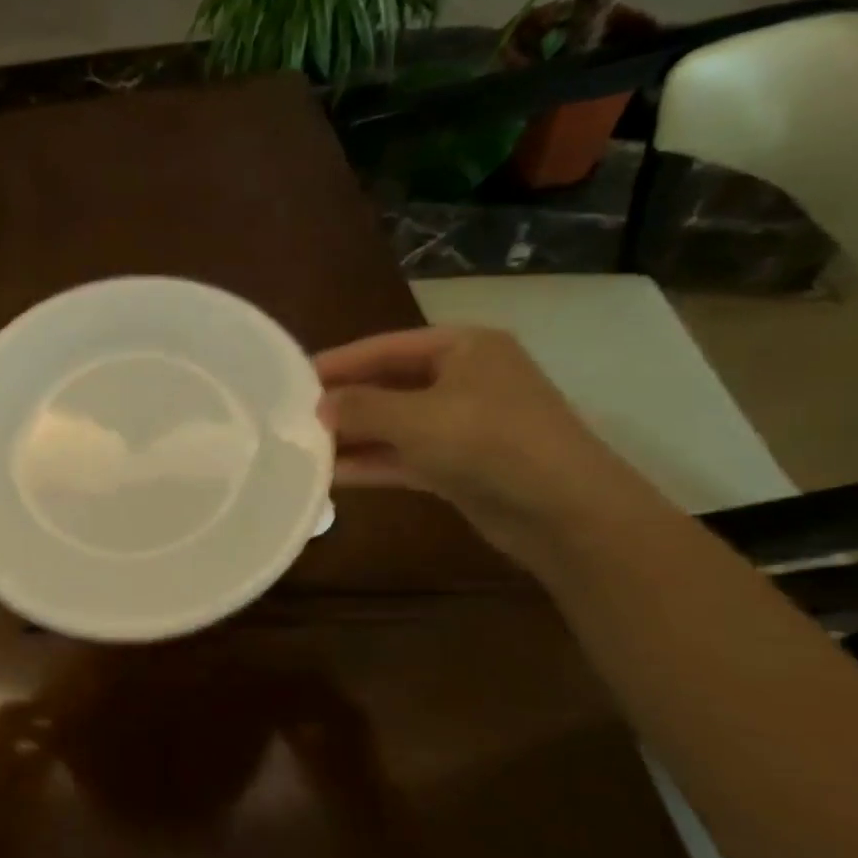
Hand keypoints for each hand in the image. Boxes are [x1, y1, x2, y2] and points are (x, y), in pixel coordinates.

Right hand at [315, 326, 664, 564]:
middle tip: (294, 415)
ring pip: (396, 425)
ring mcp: (465, 425)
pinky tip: (332, 474)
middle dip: (345, 401)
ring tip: (304, 446)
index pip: (386, 346)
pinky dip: (374, 463)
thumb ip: (361, 407)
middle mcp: (465, 379)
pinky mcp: (461, 465)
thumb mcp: (415, 417)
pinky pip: (406, 456)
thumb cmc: (489, 441)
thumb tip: (320, 406)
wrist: (564, 510)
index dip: (339, 361)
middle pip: (390, 384)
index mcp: (464, 347)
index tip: (293, 376)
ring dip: (354, 436)